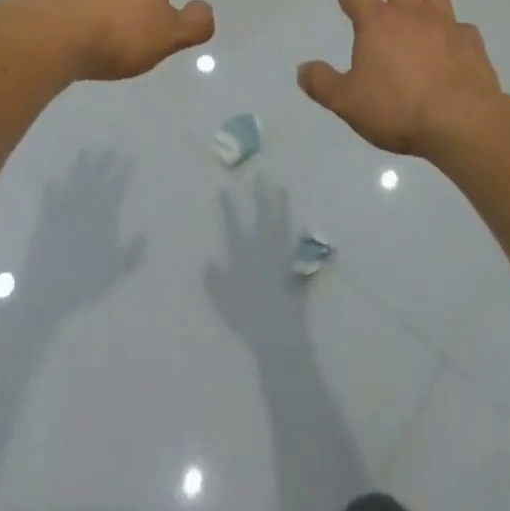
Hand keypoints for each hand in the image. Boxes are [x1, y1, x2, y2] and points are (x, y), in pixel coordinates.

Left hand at [20, 149, 145, 308]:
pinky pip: (49, 199)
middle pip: (95, 179)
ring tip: (85, 151)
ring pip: (73, 182)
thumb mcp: (115, 270)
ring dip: (79, 166)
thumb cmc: (84, 281)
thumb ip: (132, 253)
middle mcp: (83, 208)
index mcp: (102, 217)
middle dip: (104, 162)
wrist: (46, 291)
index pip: (116, 188)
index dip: (123, 172)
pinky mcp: (44, 221)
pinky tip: (51, 179)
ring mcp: (62, 212)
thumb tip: (145, 234)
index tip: (128, 157)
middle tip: (110, 146)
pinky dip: (51, 189)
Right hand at [204, 179, 308, 347]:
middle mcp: (264, 250)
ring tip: (282, 189)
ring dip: (281, 206)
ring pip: (282, 225)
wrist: (278, 334)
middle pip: (263, 217)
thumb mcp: (223, 301)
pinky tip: (301, 225)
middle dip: (260, 196)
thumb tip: (208, 262)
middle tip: (260, 176)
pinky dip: (298, 233)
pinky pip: (297, 245)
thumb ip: (214, 280)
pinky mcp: (296, 267)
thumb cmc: (247, 318)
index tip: (225, 188)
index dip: (229, 207)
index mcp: (244, 256)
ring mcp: (282, 256)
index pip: (234, 225)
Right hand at [298, 0, 501, 156]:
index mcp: (378, 22)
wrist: (462, 121)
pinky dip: (451, 19)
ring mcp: (446, 25)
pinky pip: (459, 23)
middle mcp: (412, 13)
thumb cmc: (399, 109)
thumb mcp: (348, 102)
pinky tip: (451, 26)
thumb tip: (303, 69)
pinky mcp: (471, 43)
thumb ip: (323, 84)